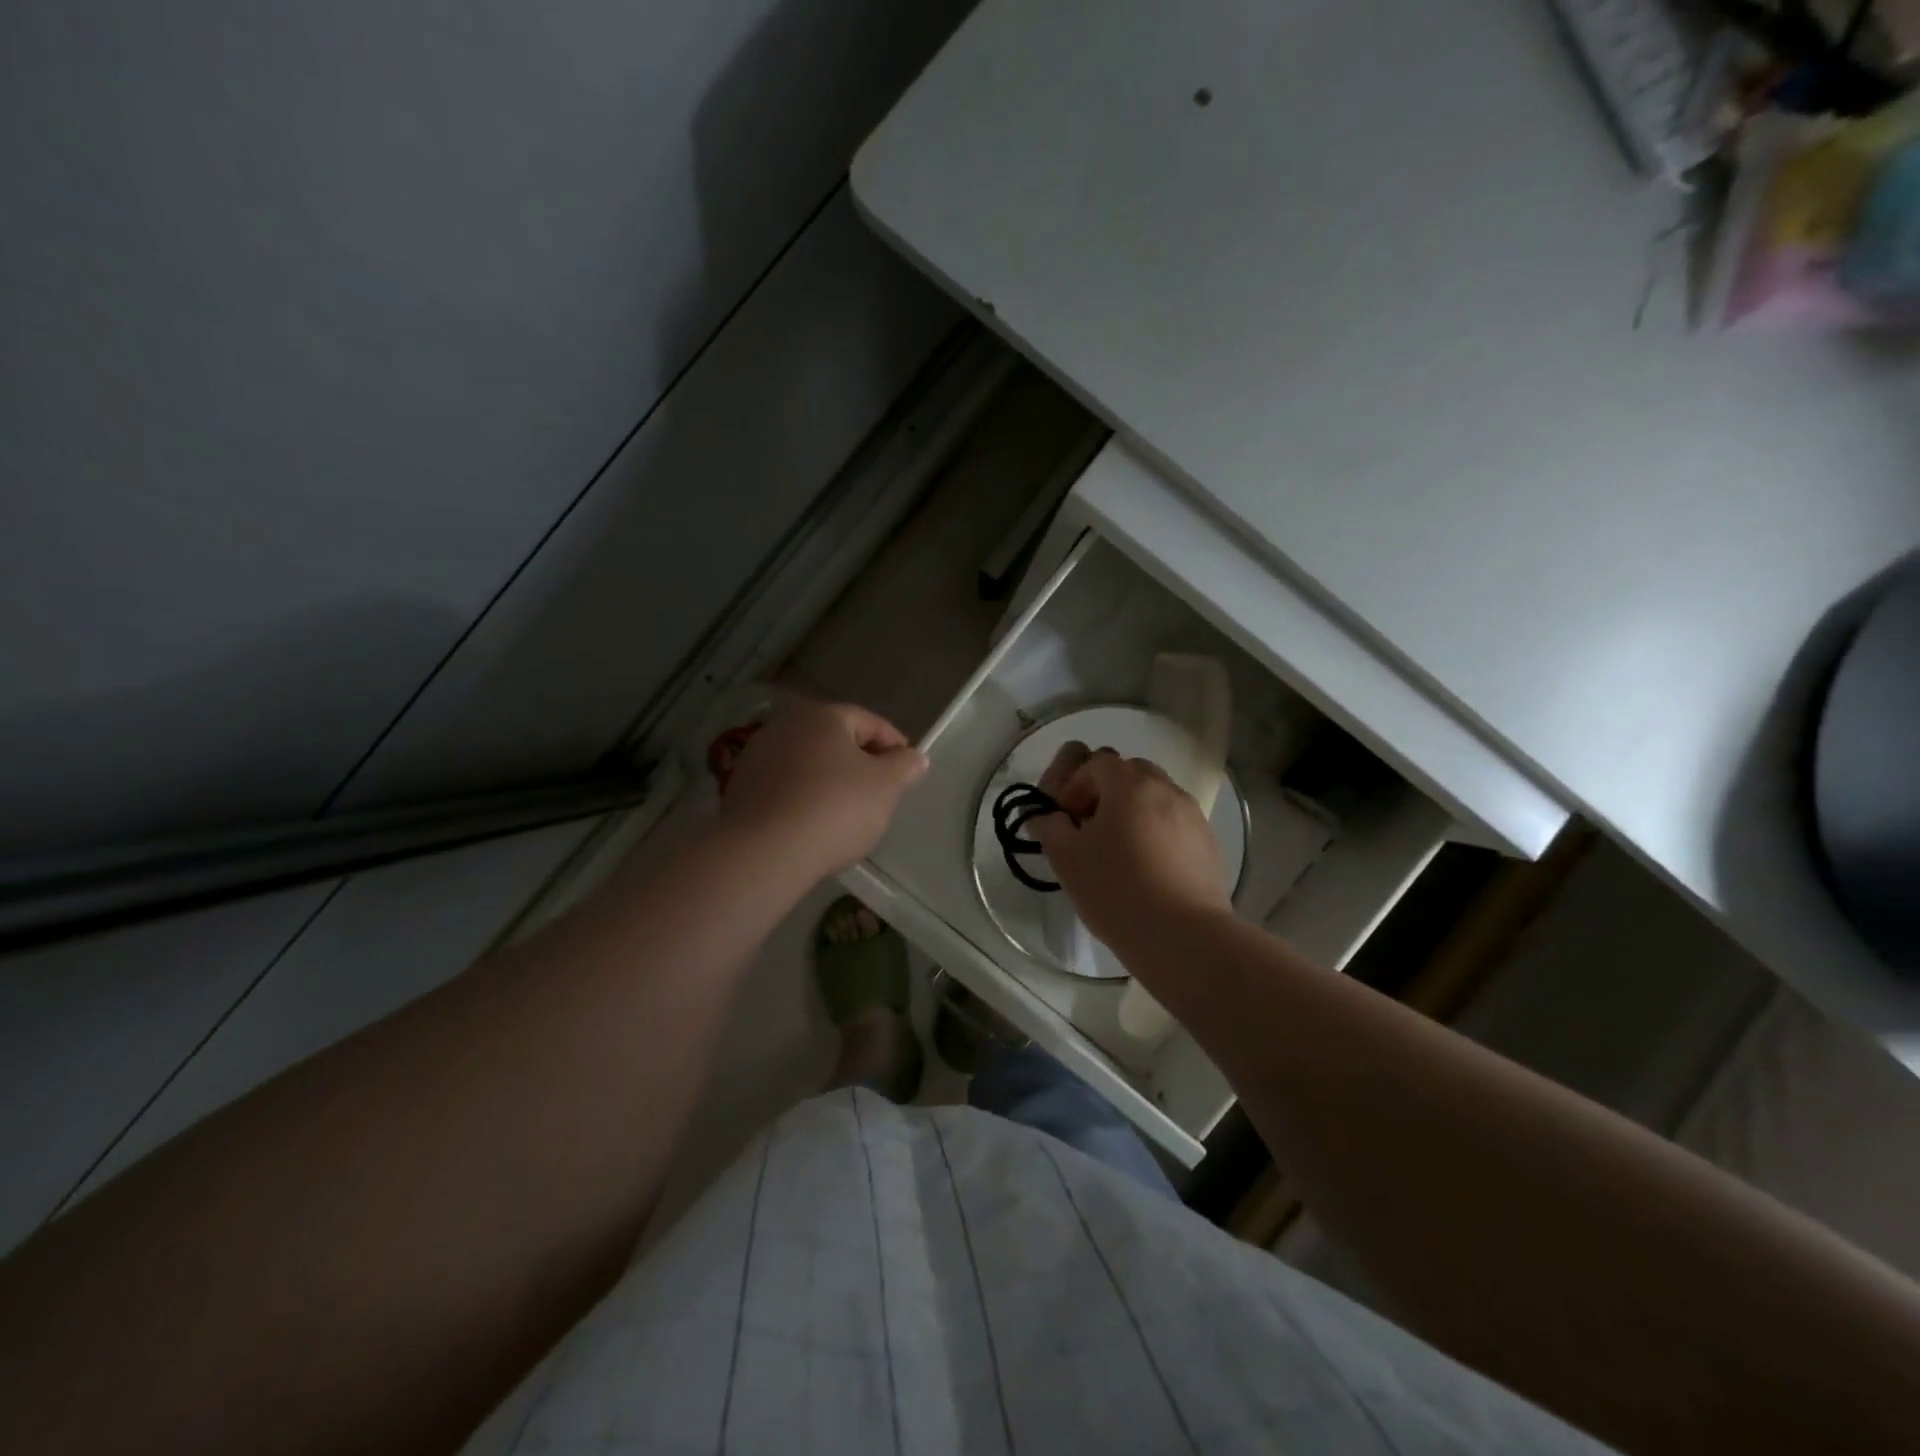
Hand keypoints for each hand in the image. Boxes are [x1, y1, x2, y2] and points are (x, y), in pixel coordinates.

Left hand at [720, 698, 927, 877]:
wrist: (766, 851)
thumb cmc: (835, 808)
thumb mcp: (886, 786)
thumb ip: (904, 766)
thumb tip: (915, 756)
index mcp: (823, 715)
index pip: (869, 722)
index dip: (894, 745)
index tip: (908, 771)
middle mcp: (786, 725)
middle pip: (835, 740)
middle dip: (859, 762)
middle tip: (880, 792)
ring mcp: (757, 755)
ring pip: (808, 763)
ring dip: (829, 779)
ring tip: (846, 812)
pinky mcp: (740, 787)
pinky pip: (785, 786)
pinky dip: (803, 797)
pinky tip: (813, 823)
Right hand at [1031, 743, 1232, 951]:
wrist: (1182, 936)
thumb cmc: (1115, 889)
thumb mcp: (1066, 857)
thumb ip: (1050, 827)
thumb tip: (1046, 816)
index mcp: (1130, 784)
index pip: (1096, 763)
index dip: (1075, 787)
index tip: (1068, 822)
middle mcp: (1166, 789)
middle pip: (1130, 774)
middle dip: (1106, 793)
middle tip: (1092, 831)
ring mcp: (1193, 816)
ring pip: (1156, 798)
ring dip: (1133, 812)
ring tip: (1121, 853)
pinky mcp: (1208, 844)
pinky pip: (1175, 824)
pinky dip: (1157, 834)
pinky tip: (1148, 870)